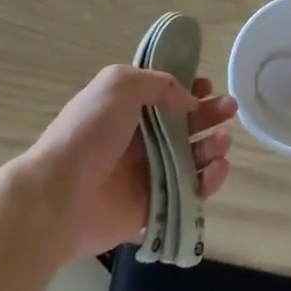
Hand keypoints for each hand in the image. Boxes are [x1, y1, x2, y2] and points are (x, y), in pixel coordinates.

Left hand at [28, 65, 236, 261]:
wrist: (60, 196)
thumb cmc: (89, 133)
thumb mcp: (119, 84)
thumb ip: (159, 83)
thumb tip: (189, 100)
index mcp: (128, 109)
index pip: (166, 95)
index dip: (190, 88)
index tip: (207, 86)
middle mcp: (140, 140)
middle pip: (186, 124)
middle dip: (210, 114)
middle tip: (229, 110)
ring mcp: (149, 174)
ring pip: (193, 158)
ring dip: (213, 146)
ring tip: (221, 142)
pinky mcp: (156, 207)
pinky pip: (191, 192)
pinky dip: (209, 181)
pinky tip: (217, 169)